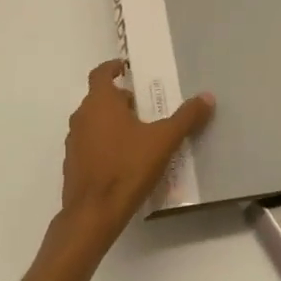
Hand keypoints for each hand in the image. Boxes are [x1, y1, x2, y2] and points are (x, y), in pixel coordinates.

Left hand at [47, 60, 214, 264]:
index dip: (112, 67)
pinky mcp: (73, 165)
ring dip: (112, 122)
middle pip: (99, 99)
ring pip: (94, 122)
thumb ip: (186, 118)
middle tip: (144, 107)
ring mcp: (73, 142)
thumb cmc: (127, 168)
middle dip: (120, 100)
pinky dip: (105, 144)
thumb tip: (207, 97)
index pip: (100, 74)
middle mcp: (81, 117)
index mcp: (100, 103)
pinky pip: (90, 144)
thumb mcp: (163, 141)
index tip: (125, 67)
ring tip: (138, 134)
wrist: (93, 213)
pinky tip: (125, 160)